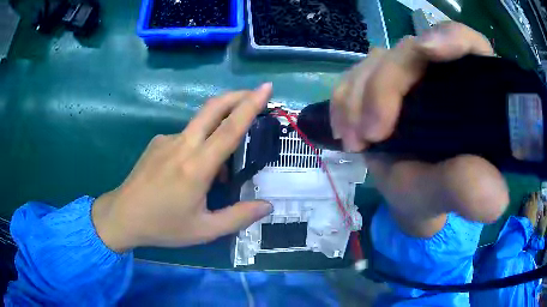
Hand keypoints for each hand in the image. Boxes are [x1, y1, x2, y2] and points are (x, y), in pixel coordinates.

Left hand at [92, 84, 273, 252]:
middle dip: (237, 96)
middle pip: (213, 108)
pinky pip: (185, 136)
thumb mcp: (204, 230)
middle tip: (256, 94)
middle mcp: (181, 145)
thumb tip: (268, 205)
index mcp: (196, 167)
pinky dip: (199, 143)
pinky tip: (194, 169)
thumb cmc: (163, 226)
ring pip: (200, 122)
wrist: (122, 216)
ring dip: (219, 125)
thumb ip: (238, 217)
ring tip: (222, 163)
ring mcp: (166, 140)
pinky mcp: (157, 142)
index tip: (266, 88)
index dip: (250, 105)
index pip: (229, 129)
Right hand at [331, 22, 507, 235]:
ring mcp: (411, 74)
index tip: (428, 50)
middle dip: (385, 85)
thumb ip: (468, 191)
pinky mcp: (384, 81)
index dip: (450, 37)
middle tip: (370, 134)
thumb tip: (495, 197)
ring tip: (355, 141)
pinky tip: (344, 128)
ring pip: (379, 61)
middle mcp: (442, 72)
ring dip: (358, 96)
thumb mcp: (449, 196)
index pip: (468, 45)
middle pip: (411, 50)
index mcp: (473, 89)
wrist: (407, 196)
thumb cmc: (434, 195)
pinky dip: (345, 97)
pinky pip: (357, 73)